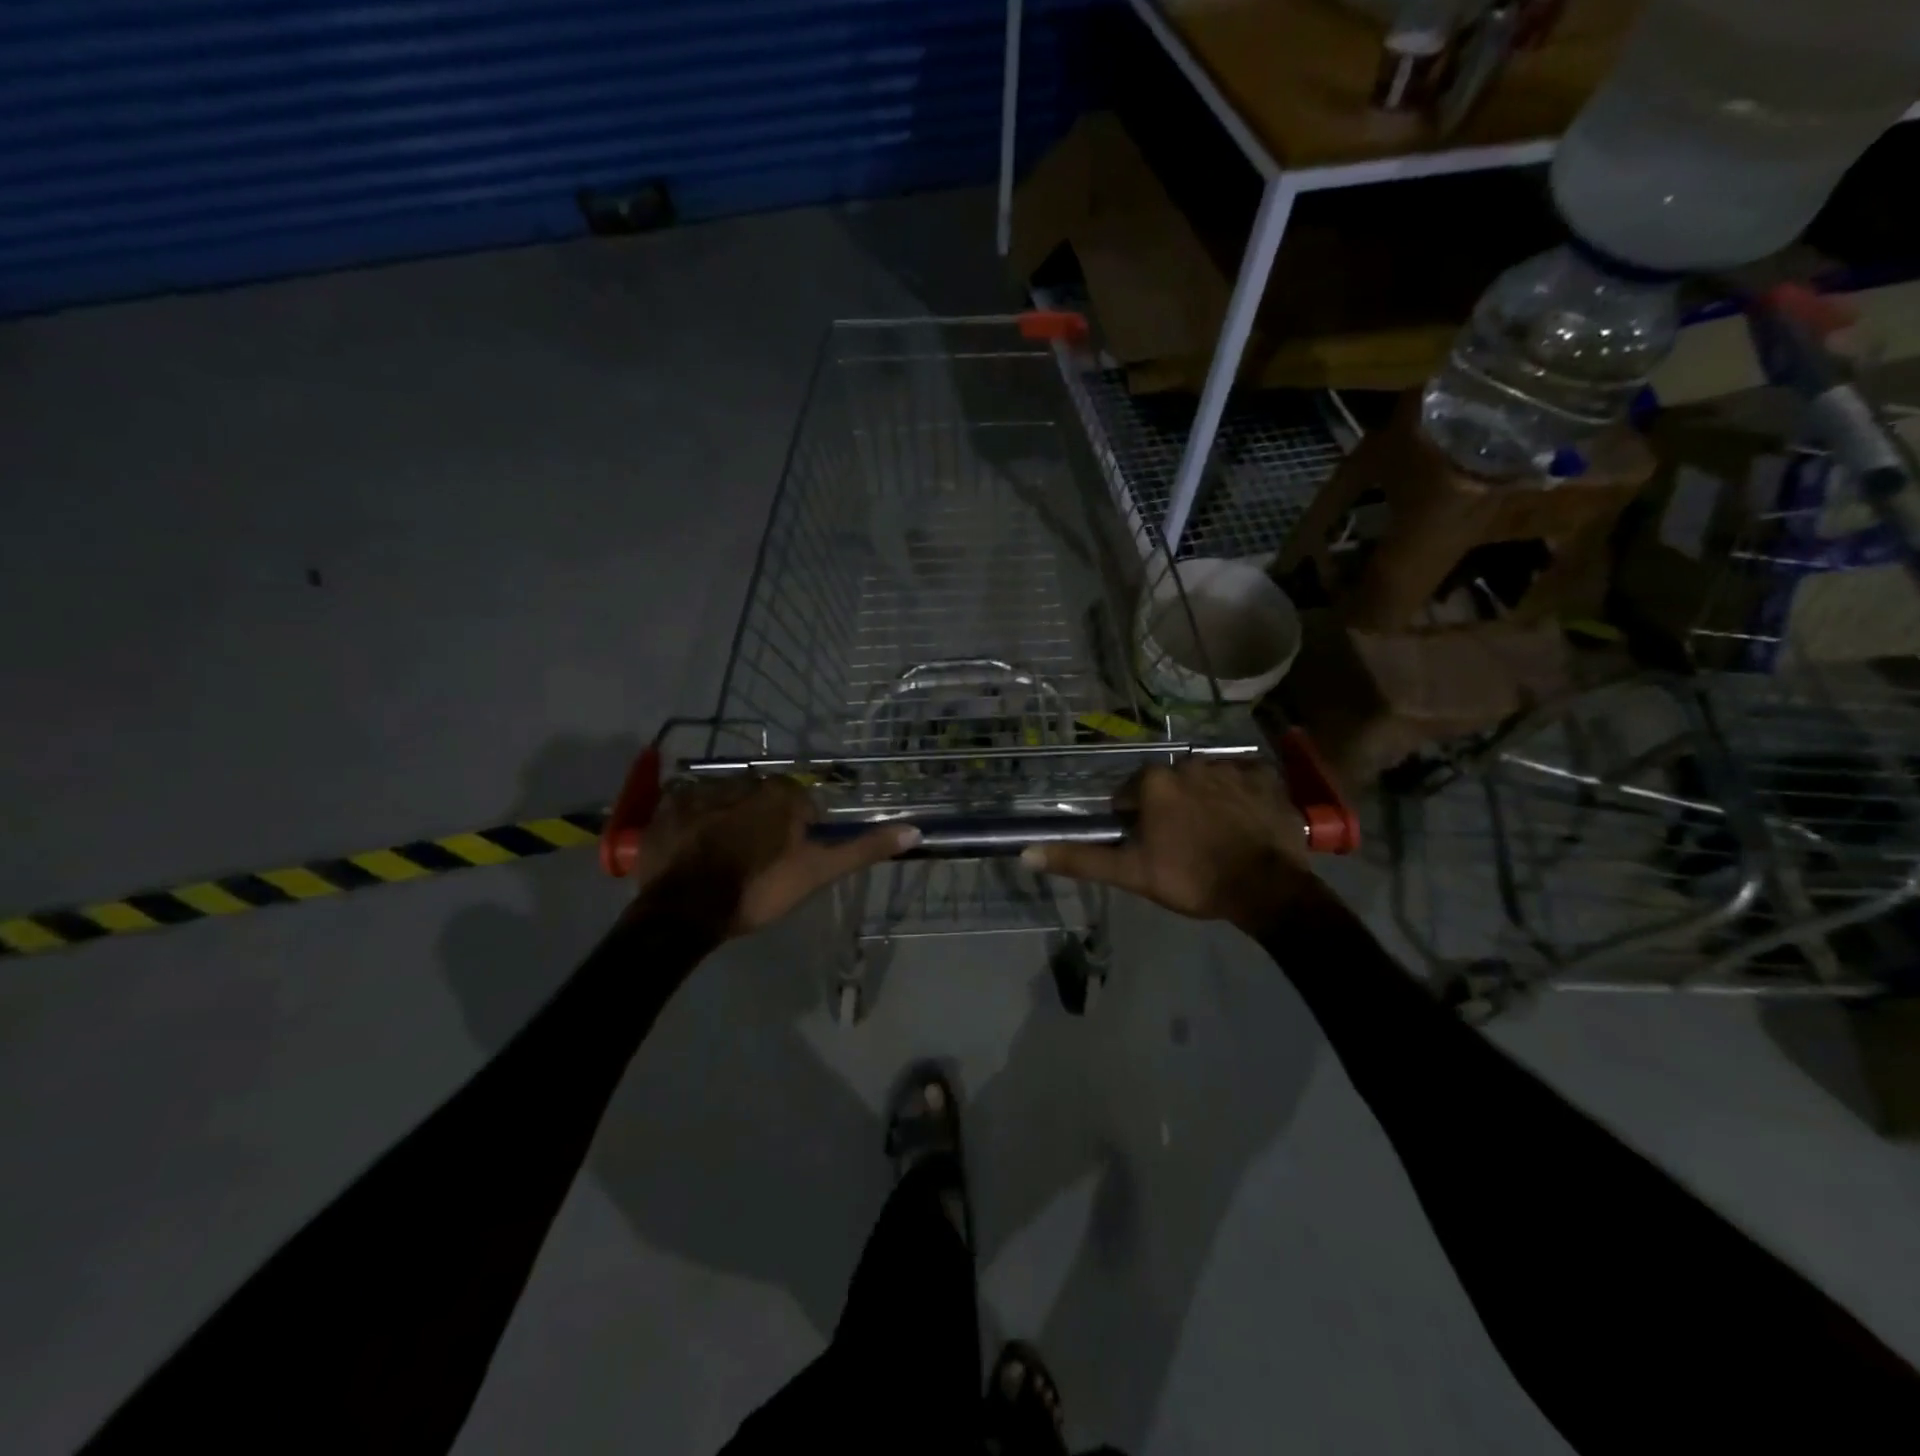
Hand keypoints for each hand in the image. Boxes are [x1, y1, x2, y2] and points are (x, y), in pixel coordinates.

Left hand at [630, 774, 918, 936]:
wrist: (685, 911)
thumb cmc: (758, 889)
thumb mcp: (817, 872)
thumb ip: (863, 849)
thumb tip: (915, 830)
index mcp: (782, 793)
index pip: (802, 804)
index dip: (799, 834)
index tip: (788, 861)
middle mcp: (743, 780)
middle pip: (763, 799)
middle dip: (763, 823)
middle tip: (755, 862)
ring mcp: (701, 790)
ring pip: (727, 800)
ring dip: (728, 820)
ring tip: (721, 859)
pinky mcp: (668, 805)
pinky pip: (689, 805)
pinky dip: (694, 822)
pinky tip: (692, 850)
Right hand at [1021, 759, 1311, 930]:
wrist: (1265, 888)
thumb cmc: (1191, 878)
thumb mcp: (1130, 873)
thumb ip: (1080, 859)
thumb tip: (1026, 854)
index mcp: (1155, 781)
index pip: (1131, 794)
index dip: (1135, 821)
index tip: (1149, 846)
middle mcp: (1189, 763)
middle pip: (1169, 784)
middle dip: (1170, 808)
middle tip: (1182, 844)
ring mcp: (1231, 767)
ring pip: (1205, 780)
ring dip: (1204, 799)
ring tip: (1215, 835)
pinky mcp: (1266, 777)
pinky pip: (1246, 778)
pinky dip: (1242, 793)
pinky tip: (1244, 818)